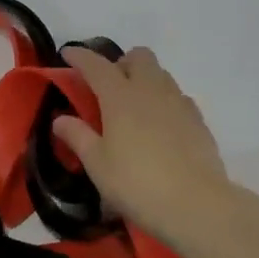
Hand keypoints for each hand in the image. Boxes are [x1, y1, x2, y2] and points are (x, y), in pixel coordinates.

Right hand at [52, 46, 235, 254]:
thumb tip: (60, 119)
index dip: (80, 56)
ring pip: (160, 73)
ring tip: (133, 107)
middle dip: (121, 63)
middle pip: (138, 57)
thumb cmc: (138, 184)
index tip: (67, 53)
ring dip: (144, 79)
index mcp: (120, 96)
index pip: (96, 65)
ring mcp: (178, 102)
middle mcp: (150, 90)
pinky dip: (164, 100)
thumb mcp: (98, 165)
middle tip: (108, 87)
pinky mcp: (198, 120)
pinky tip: (160, 124)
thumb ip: (77, 136)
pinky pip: (178, 96)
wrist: (197, 204)